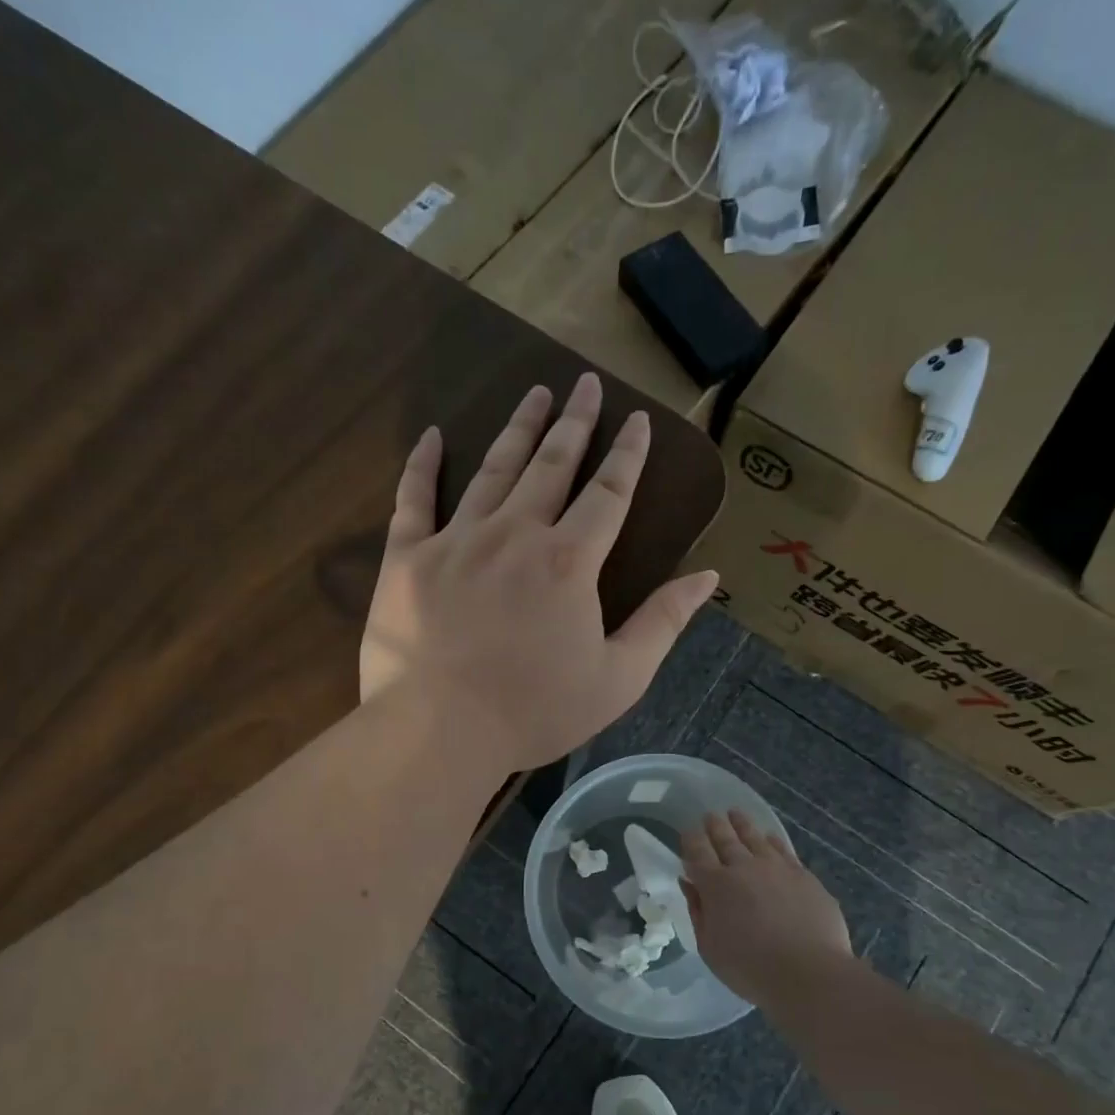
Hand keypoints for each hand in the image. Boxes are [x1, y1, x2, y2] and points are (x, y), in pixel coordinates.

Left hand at [361, 374, 718, 770]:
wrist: (439, 730)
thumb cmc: (534, 712)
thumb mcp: (618, 679)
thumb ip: (663, 623)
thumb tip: (707, 577)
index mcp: (569, 562)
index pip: (608, 493)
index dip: (627, 455)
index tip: (637, 419)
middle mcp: (515, 534)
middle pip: (551, 465)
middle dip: (574, 422)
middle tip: (584, 384)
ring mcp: (456, 540)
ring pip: (493, 470)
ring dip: (517, 429)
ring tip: (534, 394)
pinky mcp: (407, 557)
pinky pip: (413, 498)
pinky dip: (423, 464)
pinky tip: (435, 435)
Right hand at [682, 810, 851, 1004]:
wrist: (809, 973)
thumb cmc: (750, 968)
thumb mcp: (709, 947)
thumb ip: (698, 911)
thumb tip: (690, 883)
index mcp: (715, 885)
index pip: (697, 852)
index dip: (691, 839)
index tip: (688, 832)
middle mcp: (744, 867)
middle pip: (725, 838)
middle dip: (715, 825)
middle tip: (710, 815)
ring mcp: (776, 868)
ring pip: (754, 837)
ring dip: (742, 824)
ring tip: (735, 814)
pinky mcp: (803, 875)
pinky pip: (782, 849)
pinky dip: (771, 840)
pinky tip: (769, 838)